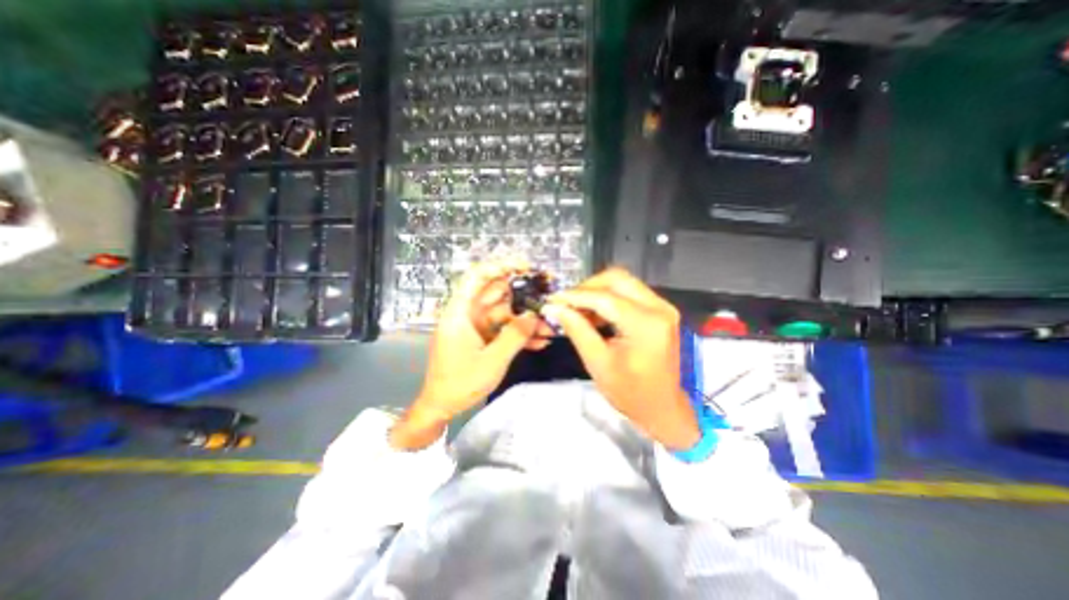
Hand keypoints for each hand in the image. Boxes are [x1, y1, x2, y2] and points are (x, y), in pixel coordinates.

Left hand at [392, 258, 543, 450]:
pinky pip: (503, 328)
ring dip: (526, 319)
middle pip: (497, 293)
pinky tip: (539, 341)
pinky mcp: (482, 337)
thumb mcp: (492, 361)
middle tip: (548, 297)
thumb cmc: (460, 383)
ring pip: (505, 312)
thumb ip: (515, 336)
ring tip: (549, 328)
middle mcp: (468, 313)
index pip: (478, 276)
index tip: (526, 266)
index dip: (501, 266)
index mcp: (461, 312)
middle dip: (524, 294)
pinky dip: (519, 333)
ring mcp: (476, 325)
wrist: (442, 406)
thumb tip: (534, 315)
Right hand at [543, 268, 703, 450]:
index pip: (604, 297)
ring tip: (578, 311)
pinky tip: (594, 315)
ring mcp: (662, 307)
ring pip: (622, 282)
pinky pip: (629, 293)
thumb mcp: (598, 363)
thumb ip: (577, 329)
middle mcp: (659, 308)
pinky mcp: (659, 310)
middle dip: (587, 288)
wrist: (662, 408)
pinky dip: (608, 299)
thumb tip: (554, 308)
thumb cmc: (630, 393)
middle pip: (616, 279)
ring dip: (597, 292)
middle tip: (567, 304)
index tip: (552, 300)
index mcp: (646, 324)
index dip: (574, 296)